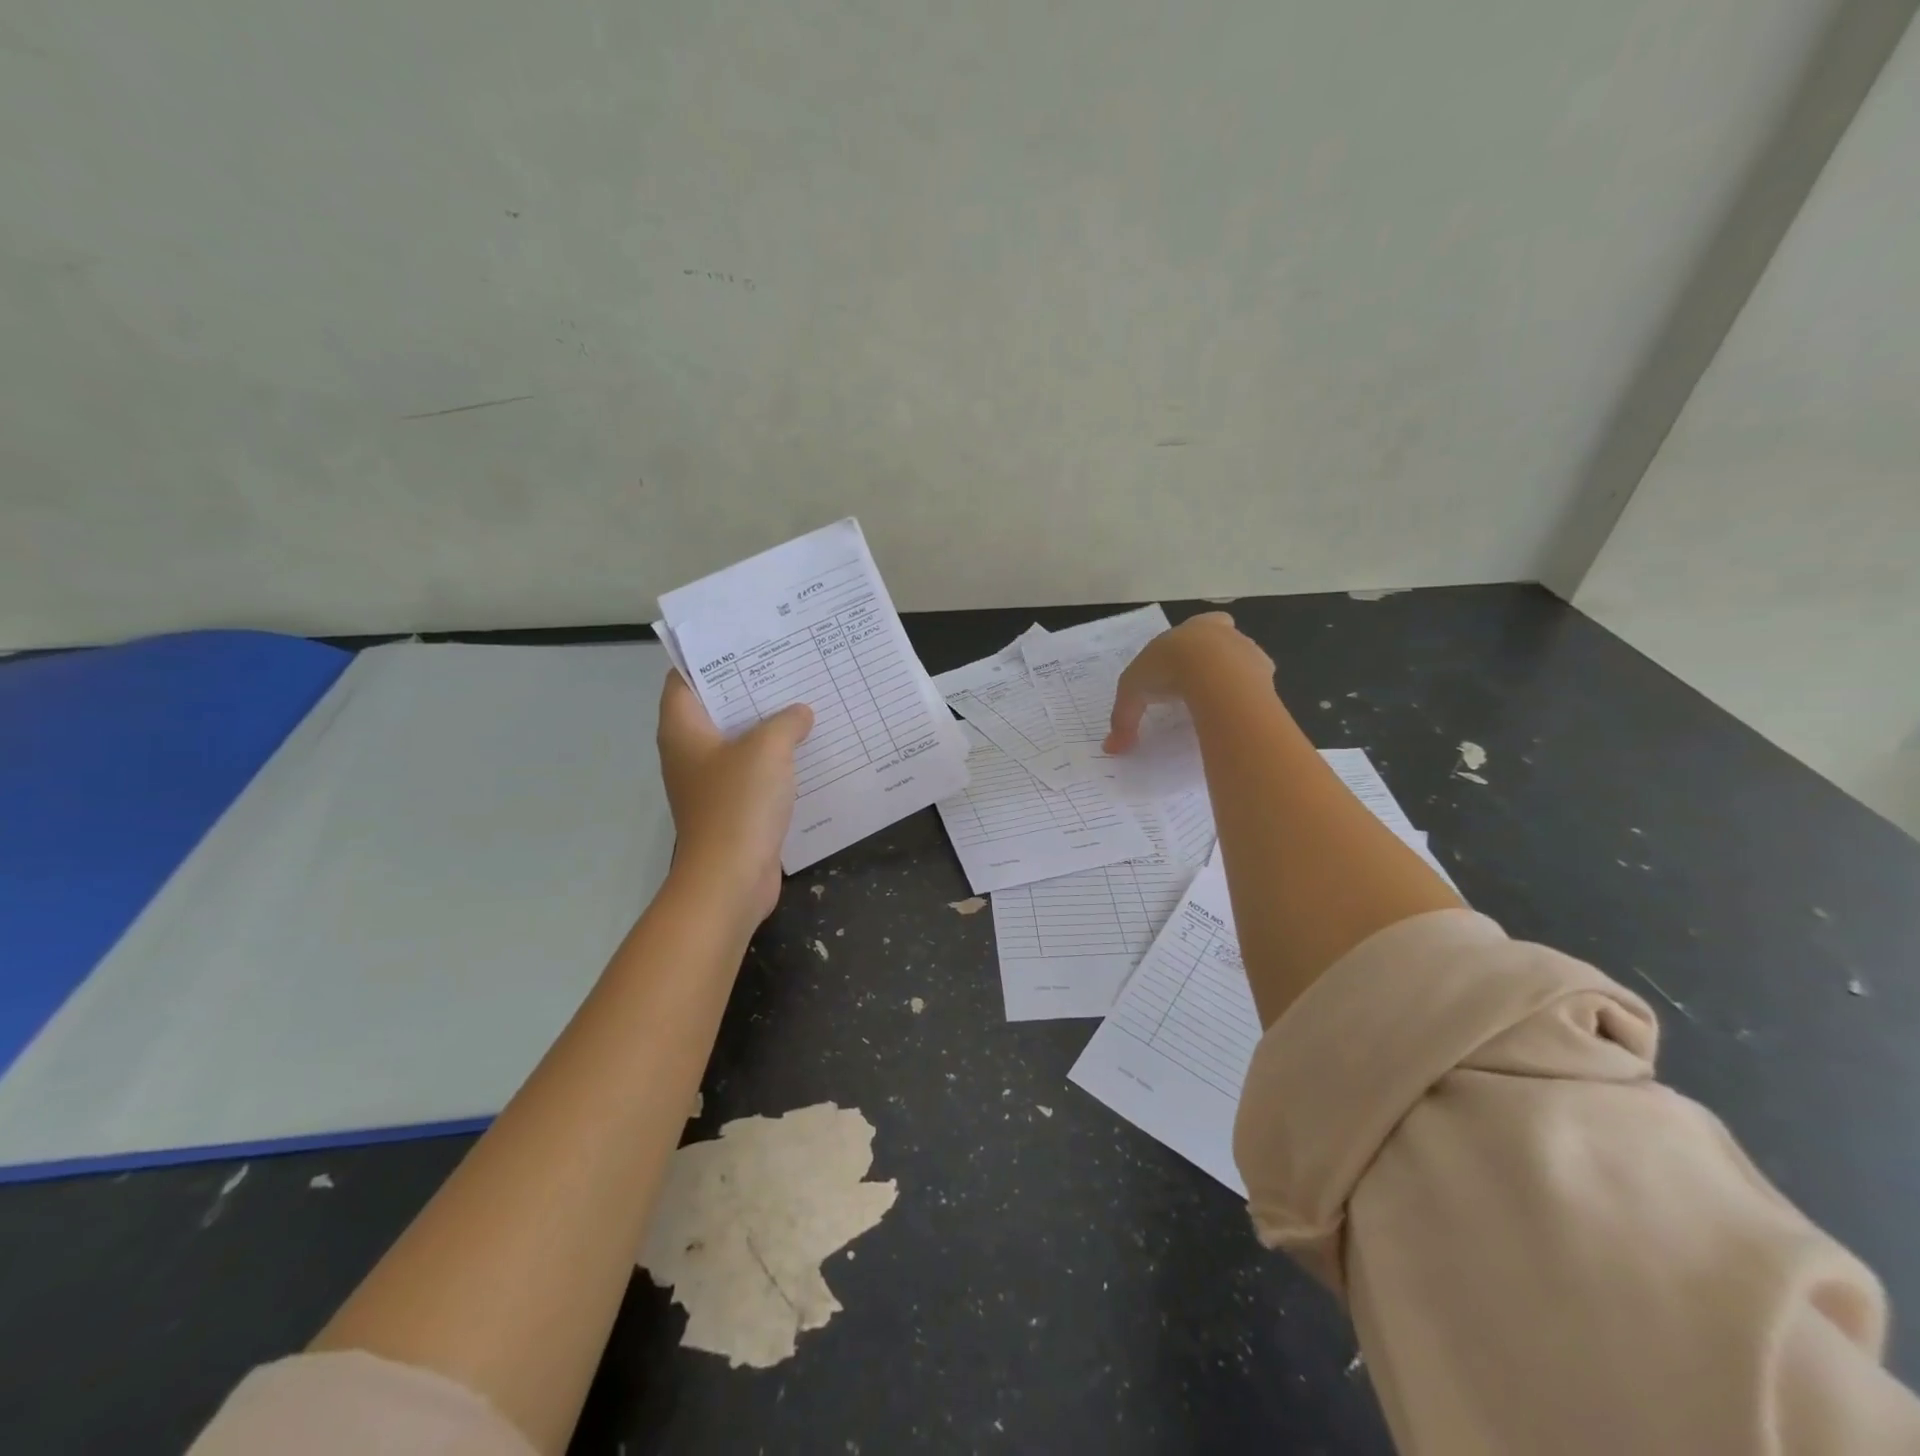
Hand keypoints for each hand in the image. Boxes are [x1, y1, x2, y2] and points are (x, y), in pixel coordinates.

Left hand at [657, 672, 813, 926]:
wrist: (730, 879)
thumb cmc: (738, 804)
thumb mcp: (768, 749)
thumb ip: (786, 722)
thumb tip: (799, 713)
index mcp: (683, 729)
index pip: (684, 678)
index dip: (711, 657)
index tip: (747, 643)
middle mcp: (689, 752)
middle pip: (717, 708)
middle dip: (750, 689)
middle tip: (788, 667)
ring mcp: (709, 782)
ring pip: (739, 742)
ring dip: (768, 726)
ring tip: (805, 703)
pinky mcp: (731, 807)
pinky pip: (754, 772)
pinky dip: (776, 760)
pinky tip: (808, 751)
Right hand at [1104, 612, 1273, 752]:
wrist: (1212, 672)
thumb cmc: (1167, 668)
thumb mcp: (1133, 691)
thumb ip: (1124, 718)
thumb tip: (1111, 747)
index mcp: (1194, 628)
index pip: (1199, 626)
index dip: (1193, 644)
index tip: (1185, 663)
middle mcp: (1225, 634)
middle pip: (1224, 642)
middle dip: (1215, 660)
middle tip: (1199, 686)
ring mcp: (1249, 652)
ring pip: (1242, 664)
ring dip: (1232, 680)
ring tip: (1216, 707)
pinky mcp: (1266, 675)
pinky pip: (1256, 688)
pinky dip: (1245, 701)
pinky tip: (1233, 717)